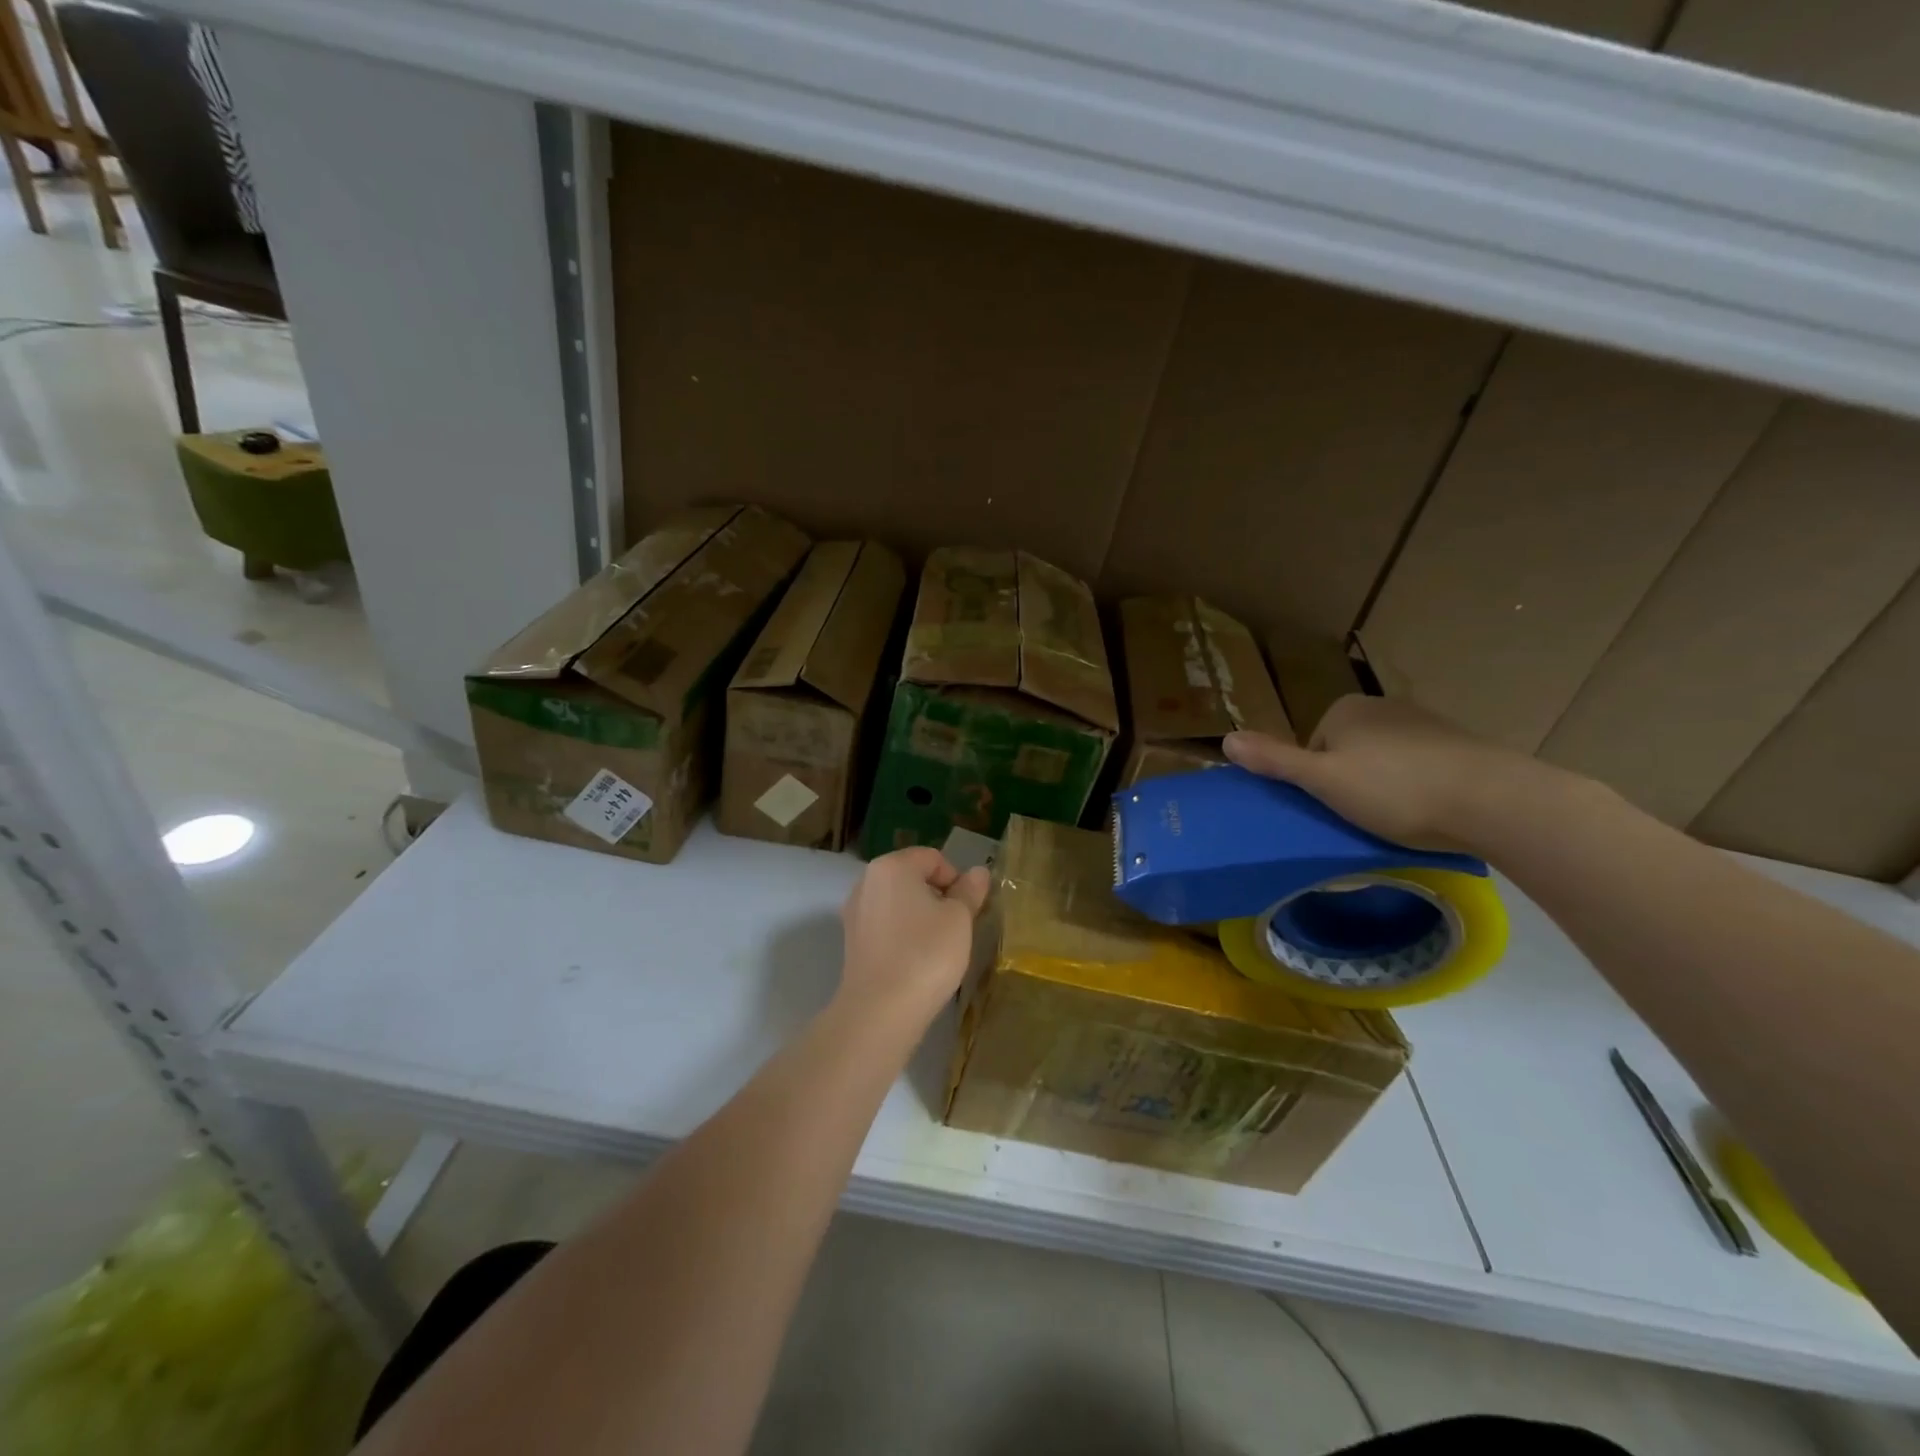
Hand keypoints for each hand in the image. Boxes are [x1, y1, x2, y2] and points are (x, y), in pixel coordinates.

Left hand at [838, 847, 990, 1026]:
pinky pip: (886, 925)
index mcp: (891, 866)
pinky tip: (916, 960)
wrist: (880, 1011)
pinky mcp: (852, 941)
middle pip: (912, 877)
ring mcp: (855, 912)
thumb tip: (978, 872)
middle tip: (957, 928)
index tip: (968, 910)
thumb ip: (969, 891)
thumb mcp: (959, 919)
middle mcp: (866, 881)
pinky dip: (903, 934)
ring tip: (938, 946)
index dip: (956, 879)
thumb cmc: (926, 954)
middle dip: (938, 896)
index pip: (933, 857)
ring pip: (899, 903)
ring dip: (921, 916)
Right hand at [1224, 695, 1558, 853]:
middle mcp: (1383, 707)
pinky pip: (1419, 767)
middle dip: (1350, 783)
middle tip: (1361, 817)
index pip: (1311, 747)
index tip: (1331, 808)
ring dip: (1385, 786)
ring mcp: (1425, 723)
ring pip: (1384, 761)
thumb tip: (1225, 738)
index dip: (1315, 781)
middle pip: (1346, 752)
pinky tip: (1428, 812)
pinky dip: (1418, 787)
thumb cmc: (1395, 790)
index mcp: (1345, 710)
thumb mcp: (1323, 781)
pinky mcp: (1459, 745)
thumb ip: (1274, 760)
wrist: (1494, 800)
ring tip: (1398, 819)